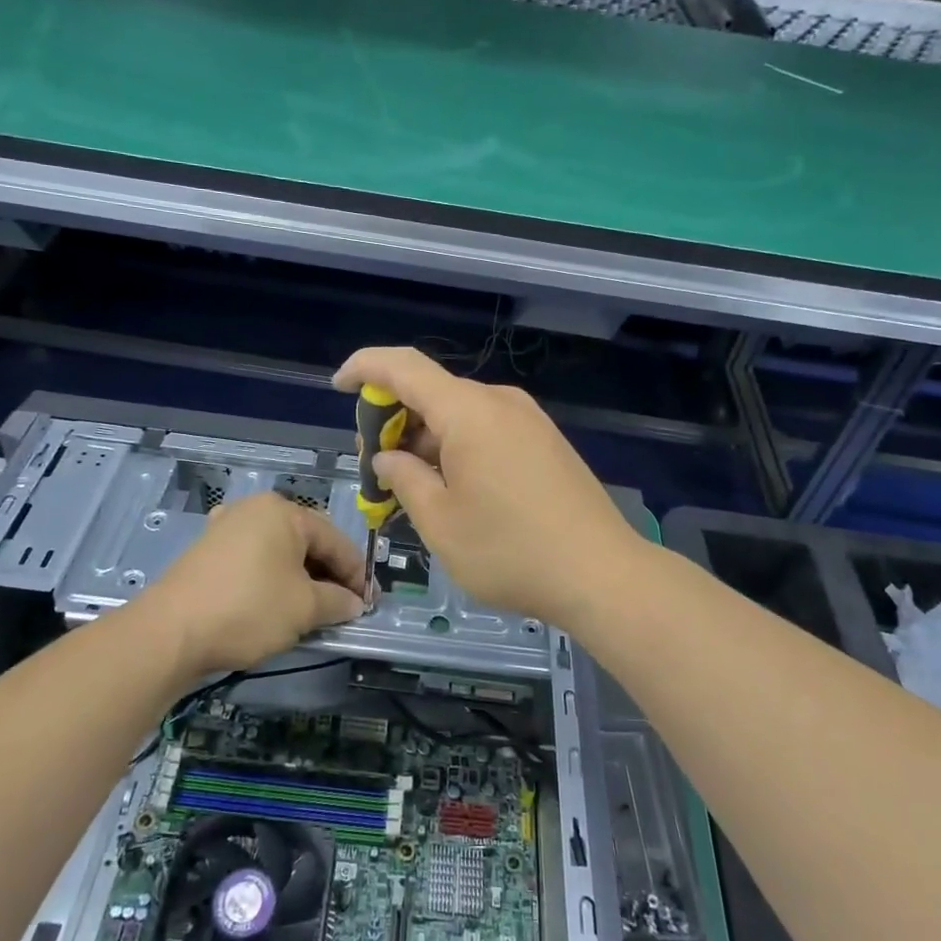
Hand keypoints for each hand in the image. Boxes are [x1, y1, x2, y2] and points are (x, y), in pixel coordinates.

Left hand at [135, 492, 364, 678]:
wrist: (169, 633)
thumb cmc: (249, 609)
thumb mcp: (304, 608)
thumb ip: (338, 601)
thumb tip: (354, 604)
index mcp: (283, 511)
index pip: (335, 539)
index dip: (356, 574)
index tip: (369, 603)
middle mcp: (254, 509)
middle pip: (307, 541)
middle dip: (328, 575)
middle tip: (344, 607)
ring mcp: (226, 527)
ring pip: (280, 552)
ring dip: (301, 579)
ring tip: (313, 610)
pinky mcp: (207, 551)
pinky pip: (254, 560)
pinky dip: (272, 580)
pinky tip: (276, 604)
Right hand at [333, 347, 643, 631]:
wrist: (602, 574)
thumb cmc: (510, 551)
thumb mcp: (440, 522)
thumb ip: (403, 478)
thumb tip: (388, 457)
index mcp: (469, 411)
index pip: (403, 366)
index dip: (365, 369)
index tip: (339, 387)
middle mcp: (500, 402)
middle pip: (431, 393)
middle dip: (393, 421)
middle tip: (375, 469)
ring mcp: (529, 421)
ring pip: (459, 415)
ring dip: (425, 440)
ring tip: (410, 489)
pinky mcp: (545, 442)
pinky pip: (486, 430)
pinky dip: (456, 448)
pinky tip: (451, 489)